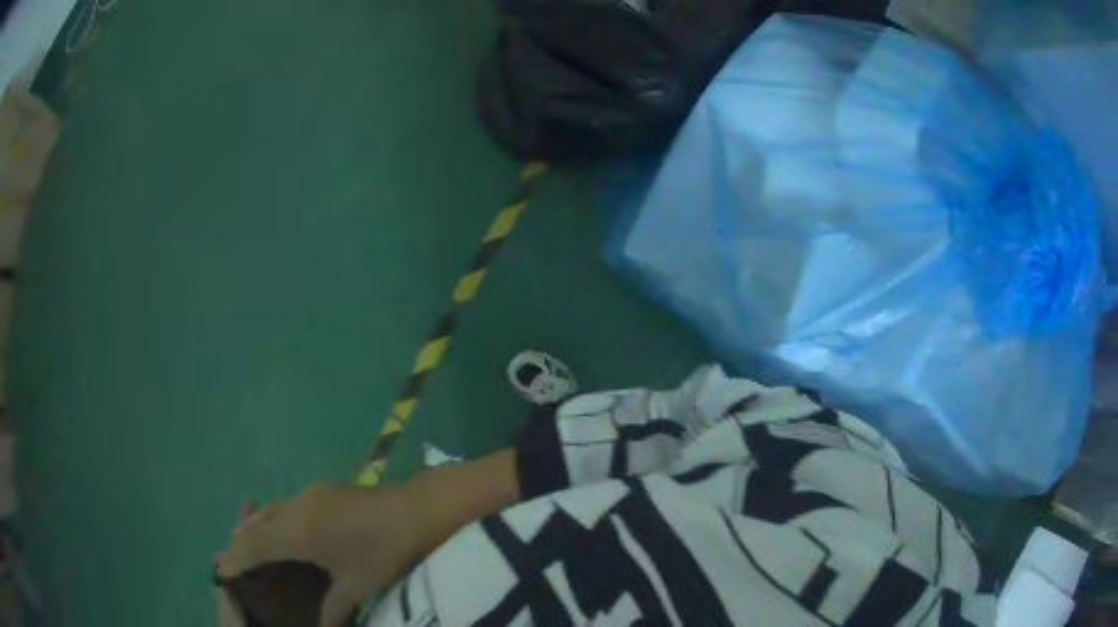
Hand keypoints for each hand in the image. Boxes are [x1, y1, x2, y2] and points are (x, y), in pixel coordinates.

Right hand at [217, 483, 424, 626]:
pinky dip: (272, 517)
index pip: (255, 545)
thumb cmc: (384, 552)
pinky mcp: (323, 490)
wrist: (416, 510)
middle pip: (257, 525)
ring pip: (270, 511)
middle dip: (239, 541)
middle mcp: (295, 508)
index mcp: (298, 533)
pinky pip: (285, 505)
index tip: (219, 568)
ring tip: (240, 540)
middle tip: (224, 557)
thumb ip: (334, 610)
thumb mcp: (356, 585)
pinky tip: (276, 527)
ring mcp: (309, 494)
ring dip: (254, 526)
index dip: (236, 557)